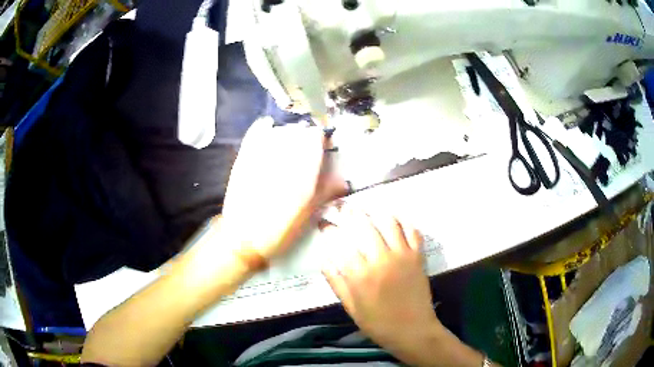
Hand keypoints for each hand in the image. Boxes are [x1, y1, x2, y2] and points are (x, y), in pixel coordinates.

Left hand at [220, 118, 345, 259]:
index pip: (315, 137)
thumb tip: (343, 179)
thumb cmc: (280, 231)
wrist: (244, 239)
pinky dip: (263, 128)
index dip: (321, 140)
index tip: (323, 148)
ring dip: (287, 134)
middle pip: (298, 131)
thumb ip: (326, 191)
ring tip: (287, 147)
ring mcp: (261, 156)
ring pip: (279, 130)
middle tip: (304, 151)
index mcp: (302, 172)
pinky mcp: (244, 158)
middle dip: (304, 138)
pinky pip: (256, 132)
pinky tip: (268, 130)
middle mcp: (283, 159)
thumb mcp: (309, 213)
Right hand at [321, 206, 444, 358]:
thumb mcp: (351, 307)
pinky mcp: (418, 256)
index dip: (330, 230)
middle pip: (363, 226)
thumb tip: (324, 260)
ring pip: (388, 223)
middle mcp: (381, 260)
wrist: (412, 330)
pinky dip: (403, 222)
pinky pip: (412, 231)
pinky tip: (395, 220)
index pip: (341, 244)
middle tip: (342, 208)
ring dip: (376, 213)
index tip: (324, 223)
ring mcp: (402, 256)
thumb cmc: (378, 323)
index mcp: (360, 275)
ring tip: (367, 211)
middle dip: (350, 213)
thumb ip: (336, 282)